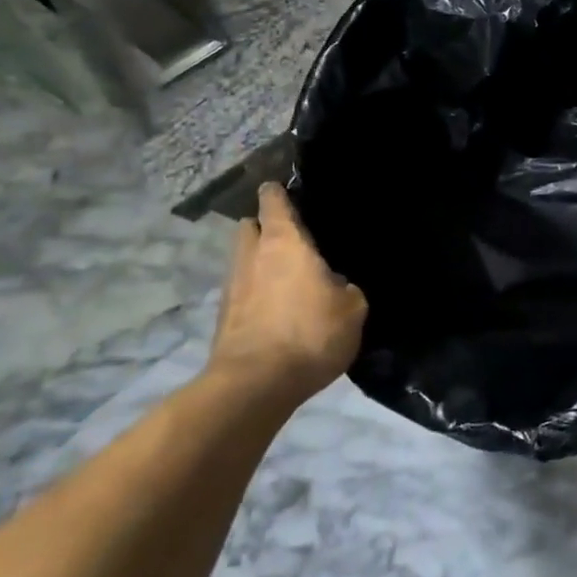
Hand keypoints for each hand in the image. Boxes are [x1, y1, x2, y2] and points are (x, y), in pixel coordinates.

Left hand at [209, 183, 367, 401]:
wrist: (255, 386)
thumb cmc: (310, 333)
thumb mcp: (352, 308)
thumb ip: (345, 287)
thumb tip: (335, 284)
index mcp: (285, 241)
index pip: (274, 200)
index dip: (279, 192)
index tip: (287, 190)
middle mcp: (252, 256)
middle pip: (250, 226)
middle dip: (264, 227)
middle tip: (290, 239)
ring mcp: (232, 288)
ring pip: (243, 260)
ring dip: (259, 264)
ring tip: (286, 279)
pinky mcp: (223, 320)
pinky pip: (242, 293)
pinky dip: (255, 295)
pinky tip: (277, 310)